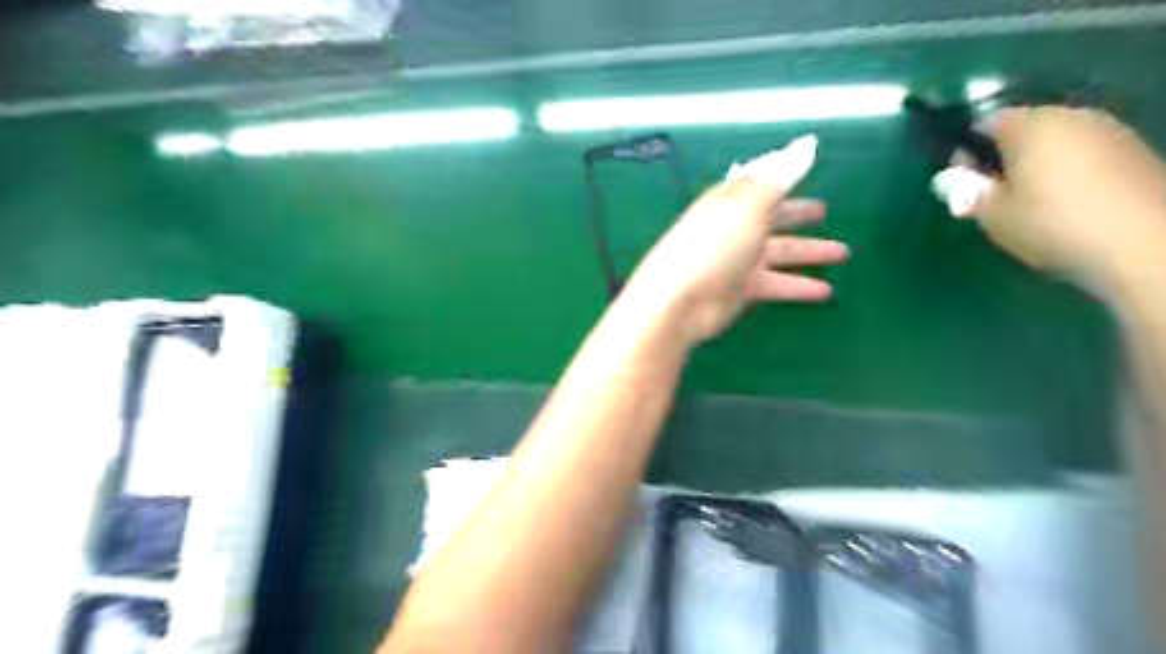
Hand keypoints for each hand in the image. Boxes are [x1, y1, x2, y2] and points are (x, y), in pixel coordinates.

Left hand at [629, 176, 848, 344]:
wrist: (680, 300)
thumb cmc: (713, 244)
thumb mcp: (750, 205)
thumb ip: (781, 177)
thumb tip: (807, 143)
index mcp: (731, 200)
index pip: (758, 183)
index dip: (780, 176)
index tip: (805, 168)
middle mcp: (735, 228)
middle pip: (771, 217)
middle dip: (796, 214)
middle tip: (823, 212)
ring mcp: (739, 260)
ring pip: (780, 252)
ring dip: (809, 252)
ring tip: (843, 252)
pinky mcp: (742, 290)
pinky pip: (777, 284)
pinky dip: (799, 286)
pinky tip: (826, 291)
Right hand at [972, 107, 1165, 291]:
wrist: (1146, 247)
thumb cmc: (1052, 225)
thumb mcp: (992, 215)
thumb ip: (966, 192)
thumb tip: (947, 179)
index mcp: (1032, 125)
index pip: (986, 122)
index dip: (967, 149)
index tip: (961, 180)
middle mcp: (1073, 116)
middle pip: (1025, 128)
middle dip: (1004, 156)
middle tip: (991, 194)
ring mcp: (1112, 131)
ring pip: (1057, 141)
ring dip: (1038, 164)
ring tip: (1028, 203)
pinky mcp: (1136, 153)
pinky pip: (1086, 154)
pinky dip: (1069, 172)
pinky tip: (1066, 205)